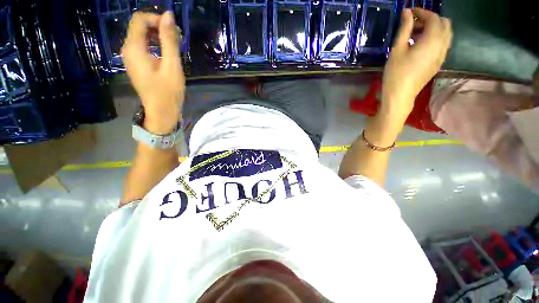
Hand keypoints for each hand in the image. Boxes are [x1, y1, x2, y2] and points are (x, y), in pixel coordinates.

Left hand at [123, 11, 184, 133]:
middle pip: (139, 26)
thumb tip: (169, 15)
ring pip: (141, 36)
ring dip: (158, 36)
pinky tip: (166, 53)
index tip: (173, 30)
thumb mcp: (172, 66)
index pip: (139, 19)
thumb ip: (169, 40)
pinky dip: (155, 44)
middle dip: (158, 27)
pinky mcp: (137, 64)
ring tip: (174, 46)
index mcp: (134, 48)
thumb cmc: (168, 92)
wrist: (162, 112)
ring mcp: (131, 57)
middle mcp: (128, 50)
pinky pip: (143, 46)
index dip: (157, 19)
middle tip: (176, 38)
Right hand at [381, 8, 452, 122]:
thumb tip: (407, 12)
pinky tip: (420, 46)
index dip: (422, 12)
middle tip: (413, 24)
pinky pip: (442, 44)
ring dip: (433, 29)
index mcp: (432, 40)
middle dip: (430, 19)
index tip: (409, 13)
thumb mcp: (397, 50)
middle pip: (444, 23)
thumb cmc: (396, 73)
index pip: (433, 18)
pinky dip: (434, 39)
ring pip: (445, 34)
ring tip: (416, 35)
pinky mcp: (438, 63)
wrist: (401, 96)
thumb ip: (404, 29)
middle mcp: (442, 45)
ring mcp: (442, 55)